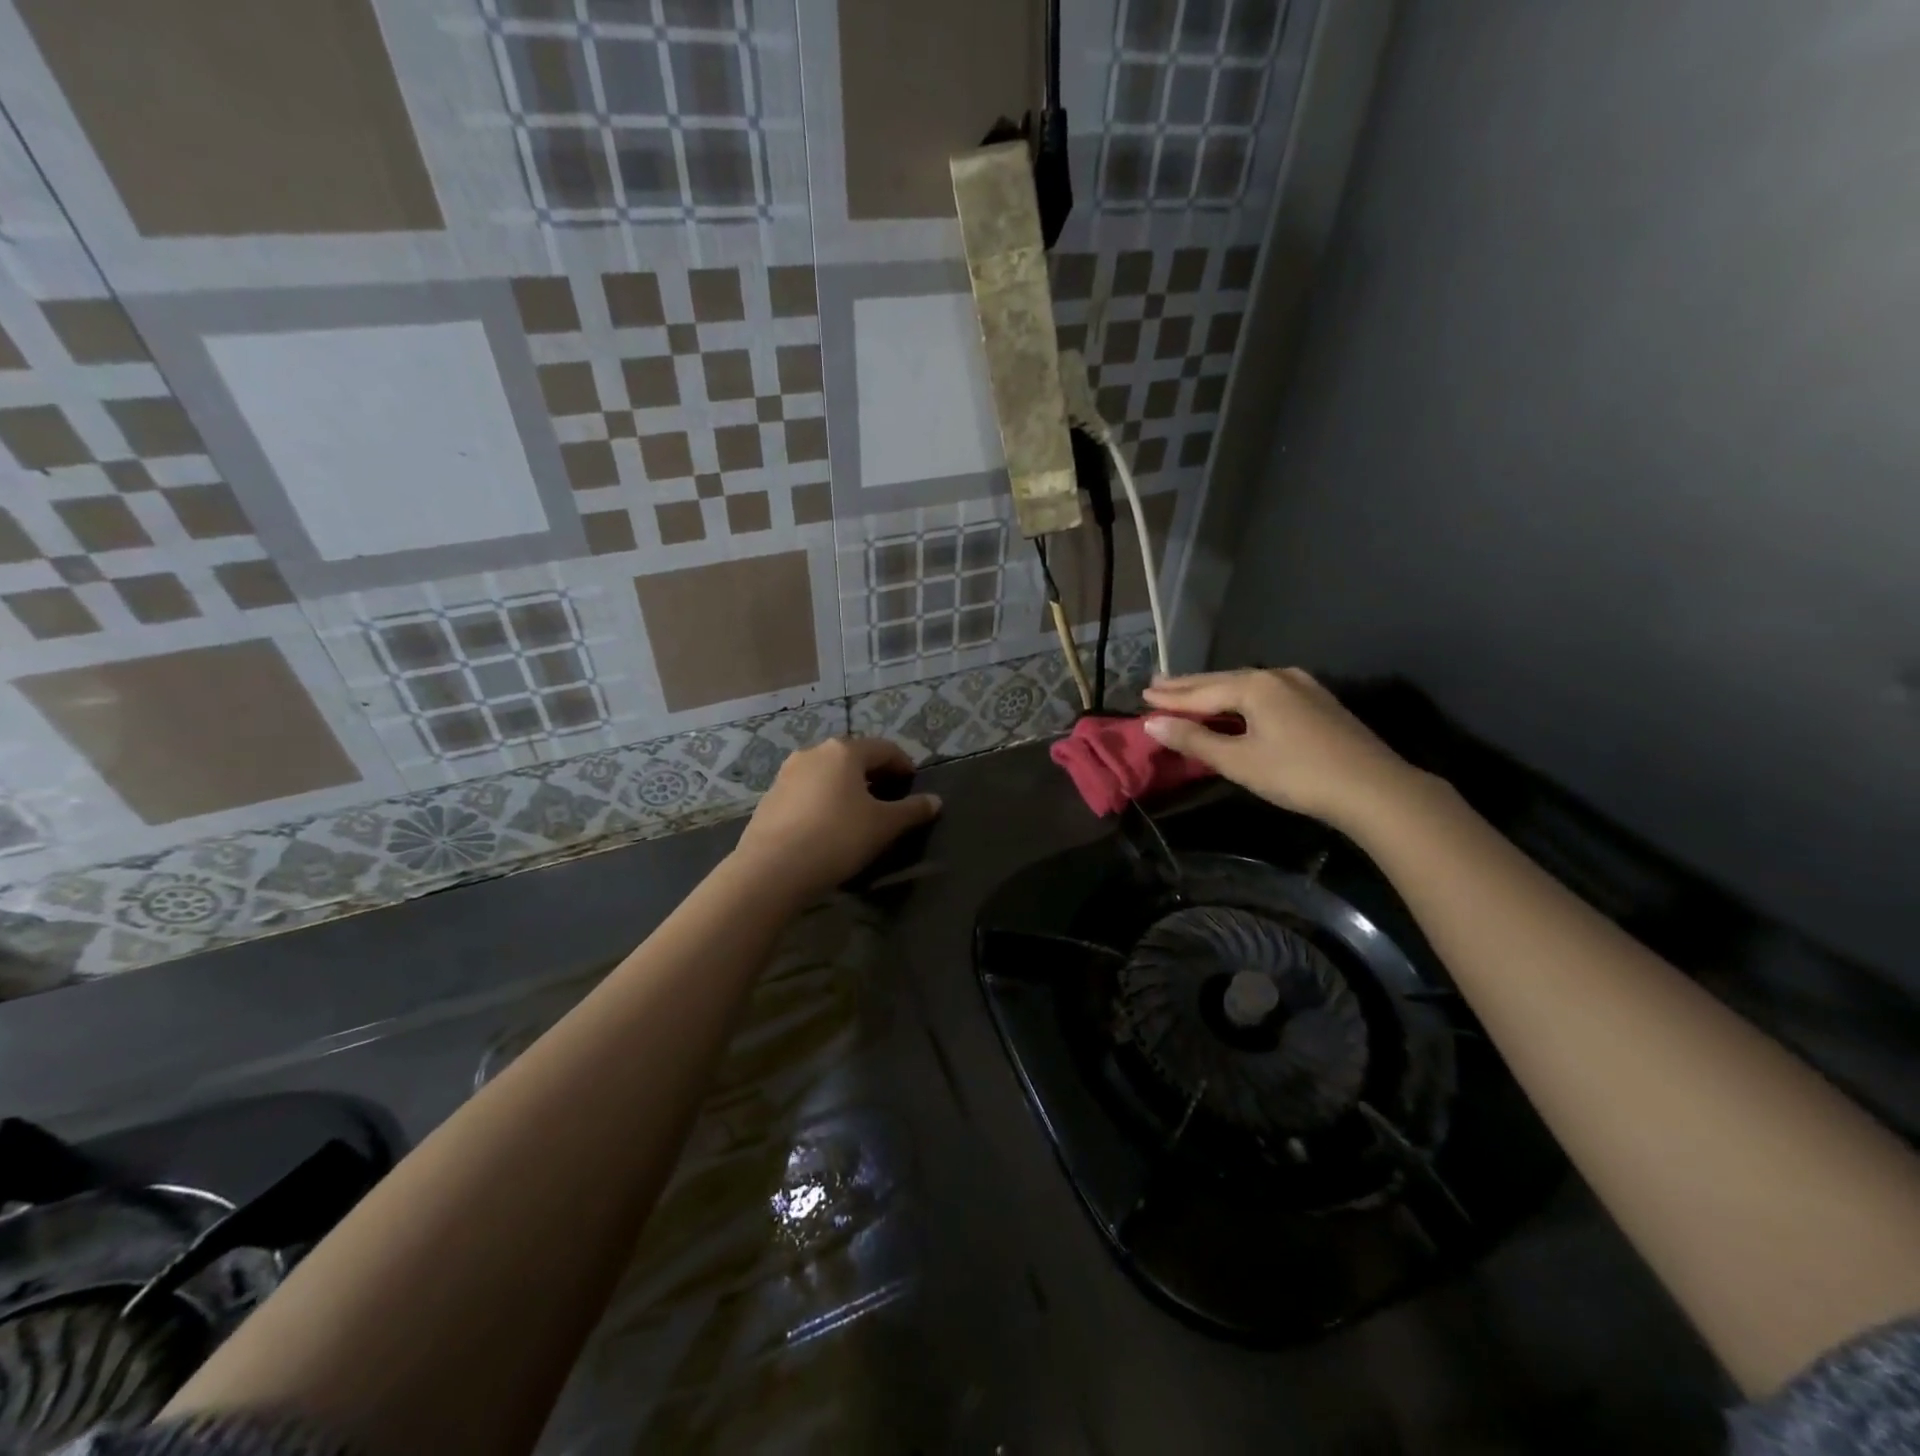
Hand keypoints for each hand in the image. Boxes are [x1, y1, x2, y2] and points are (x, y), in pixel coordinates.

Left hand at [731, 736, 941, 902]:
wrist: (772, 869)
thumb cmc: (837, 837)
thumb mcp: (884, 826)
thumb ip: (912, 810)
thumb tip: (935, 801)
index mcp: (844, 751)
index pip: (884, 748)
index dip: (903, 764)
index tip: (913, 783)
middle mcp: (813, 753)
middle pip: (853, 757)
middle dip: (874, 775)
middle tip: (889, 798)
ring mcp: (787, 774)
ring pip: (827, 774)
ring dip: (847, 787)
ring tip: (859, 813)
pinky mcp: (770, 798)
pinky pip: (807, 792)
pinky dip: (824, 800)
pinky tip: (828, 826)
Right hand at [1142, 668, 1423, 829]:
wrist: (1373, 788)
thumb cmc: (1297, 774)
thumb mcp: (1238, 761)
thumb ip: (1194, 740)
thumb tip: (1151, 724)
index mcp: (1254, 686)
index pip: (1200, 692)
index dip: (1170, 697)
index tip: (1142, 695)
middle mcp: (1276, 676)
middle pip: (1221, 681)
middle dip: (1188, 685)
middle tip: (1157, 683)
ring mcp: (1301, 685)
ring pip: (1245, 685)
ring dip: (1214, 690)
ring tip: (1188, 691)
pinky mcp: (1317, 701)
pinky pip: (1265, 692)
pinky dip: (1240, 697)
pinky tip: (1235, 701)